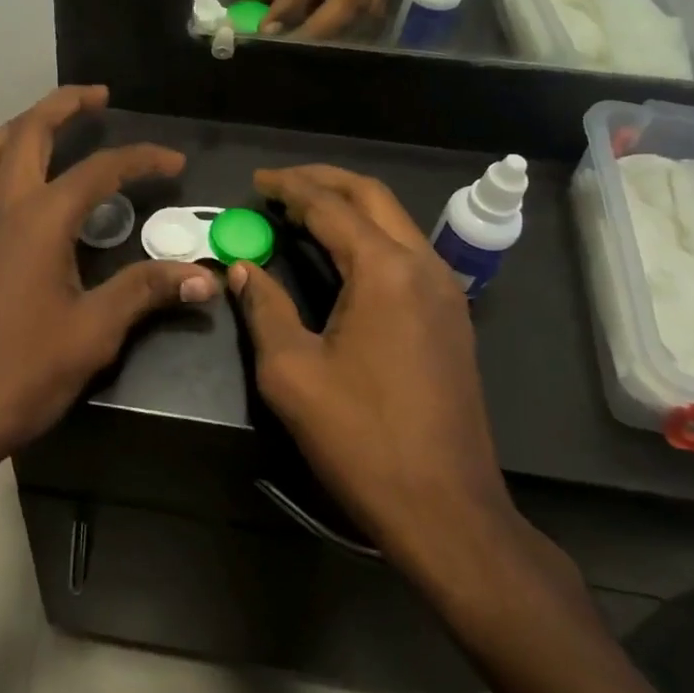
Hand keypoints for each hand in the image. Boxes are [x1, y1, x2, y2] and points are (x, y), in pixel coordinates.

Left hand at [0, 86, 217, 464]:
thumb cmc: (28, 369)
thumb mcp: (97, 330)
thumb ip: (146, 291)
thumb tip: (204, 276)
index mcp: (42, 219)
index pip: (99, 171)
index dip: (140, 159)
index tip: (174, 163)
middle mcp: (2, 210)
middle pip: (27, 135)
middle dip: (62, 106)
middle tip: (95, 96)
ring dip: (12, 132)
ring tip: (40, 127)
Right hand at [228, 165, 510, 558]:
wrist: (447, 510)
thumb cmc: (361, 439)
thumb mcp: (291, 372)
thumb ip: (264, 308)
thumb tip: (242, 268)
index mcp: (385, 271)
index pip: (329, 207)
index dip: (288, 188)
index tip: (256, 182)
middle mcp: (422, 265)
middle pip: (371, 196)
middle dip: (324, 181)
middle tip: (279, 185)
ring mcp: (445, 290)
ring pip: (394, 220)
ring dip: (348, 206)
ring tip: (302, 212)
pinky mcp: (451, 316)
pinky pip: (406, 251)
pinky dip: (369, 235)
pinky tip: (340, 253)